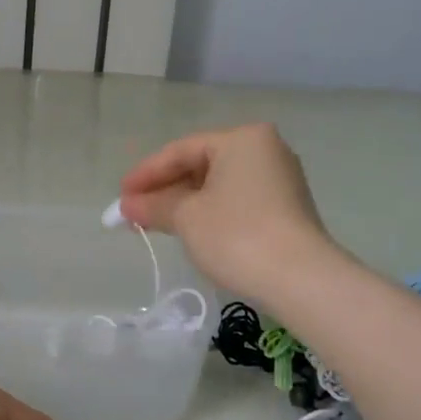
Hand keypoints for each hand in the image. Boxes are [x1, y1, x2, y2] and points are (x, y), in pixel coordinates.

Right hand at [118, 124, 342, 308]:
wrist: (301, 280)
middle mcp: (265, 150)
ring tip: (154, 223)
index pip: (181, 151)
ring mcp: (280, 179)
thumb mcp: (186, 218)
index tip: (119, 198)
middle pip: (200, 165)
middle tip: (133, 212)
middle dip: (164, 189)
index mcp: (242, 139)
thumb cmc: (237, 235)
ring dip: (184, 203)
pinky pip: (236, 201)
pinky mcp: (286, 208)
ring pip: (218, 185)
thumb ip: (153, 206)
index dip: (145, 174)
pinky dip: (209, 212)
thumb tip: (126, 207)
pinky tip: (189, 229)